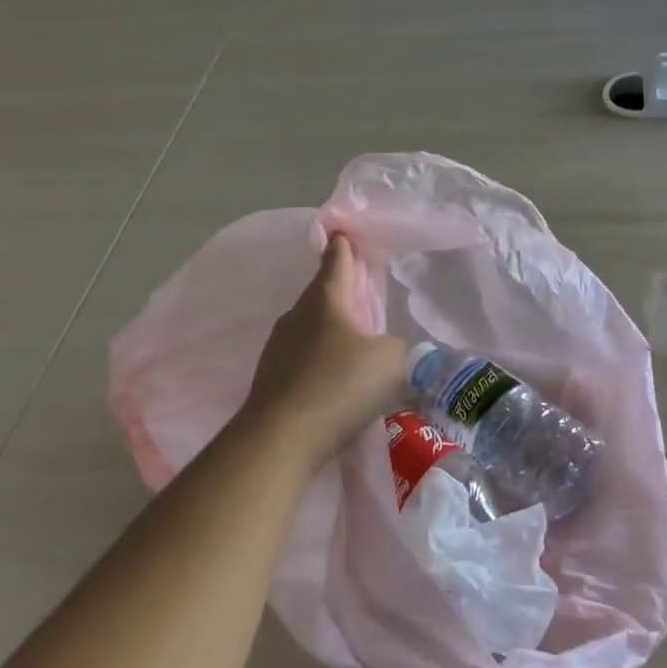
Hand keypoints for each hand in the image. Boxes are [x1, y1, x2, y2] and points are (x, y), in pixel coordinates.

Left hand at [242, 234, 407, 463]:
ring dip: (333, 332)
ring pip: (312, 328)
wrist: (281, 437)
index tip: (342, 230)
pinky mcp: (272, 379)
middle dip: (343, 292)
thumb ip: (394, 346)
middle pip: (323, 295)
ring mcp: (279, 348)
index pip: (337, 260)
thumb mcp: (389, 359)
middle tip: (365, 295)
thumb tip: (382, 349)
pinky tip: (336, 382)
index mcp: (326, 299)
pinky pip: (304, 359)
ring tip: (356, 345)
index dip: (344, 245)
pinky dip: (321, 362)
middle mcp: (297, 316)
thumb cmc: (340, 384)